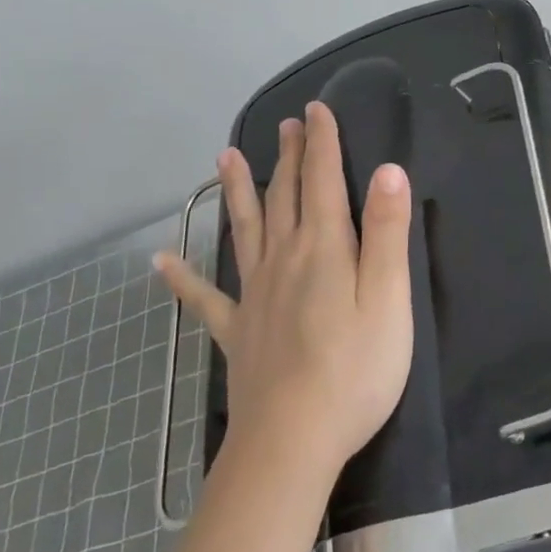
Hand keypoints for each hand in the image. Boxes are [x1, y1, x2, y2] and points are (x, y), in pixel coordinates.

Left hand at [155, 101, 412, 481]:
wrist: (294, 441)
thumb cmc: (356, 368)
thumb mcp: (389, 297)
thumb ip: (388, 232)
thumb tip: (387, 170)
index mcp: (324, 248)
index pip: (323, 181)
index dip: (321, 143)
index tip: (316, 110)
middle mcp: (284, 259)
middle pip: (285, 196)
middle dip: (289, 157)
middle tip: (287, 124)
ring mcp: (255, 294)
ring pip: (245, 229)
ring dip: (238, 191)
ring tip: (224, 158)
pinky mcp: (239, 331)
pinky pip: (205, 297)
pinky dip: (182, 278)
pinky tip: (161, 262)